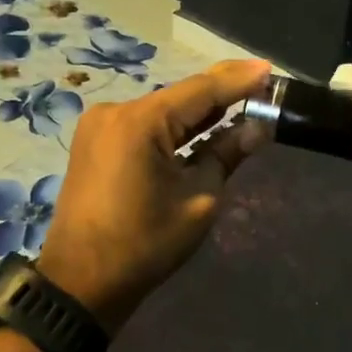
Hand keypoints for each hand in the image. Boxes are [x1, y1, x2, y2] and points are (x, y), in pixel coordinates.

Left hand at [37, 60, 271, 332]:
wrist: (81, 281)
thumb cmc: (144, 245)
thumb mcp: (198, 201)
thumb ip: (226, 156)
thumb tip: (257, 128)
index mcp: (140, 122)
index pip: (201, 91)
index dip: (239, 80)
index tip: (270, 69)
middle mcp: (116, 112)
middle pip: (180, 96)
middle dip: (221, 93)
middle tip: (262, 85)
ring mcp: (100, 126)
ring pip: (162, 111)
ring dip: (198, 112)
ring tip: (241, 103)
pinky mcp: (95, 143)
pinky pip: (144, 126)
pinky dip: (173, 128)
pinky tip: (202, 126)